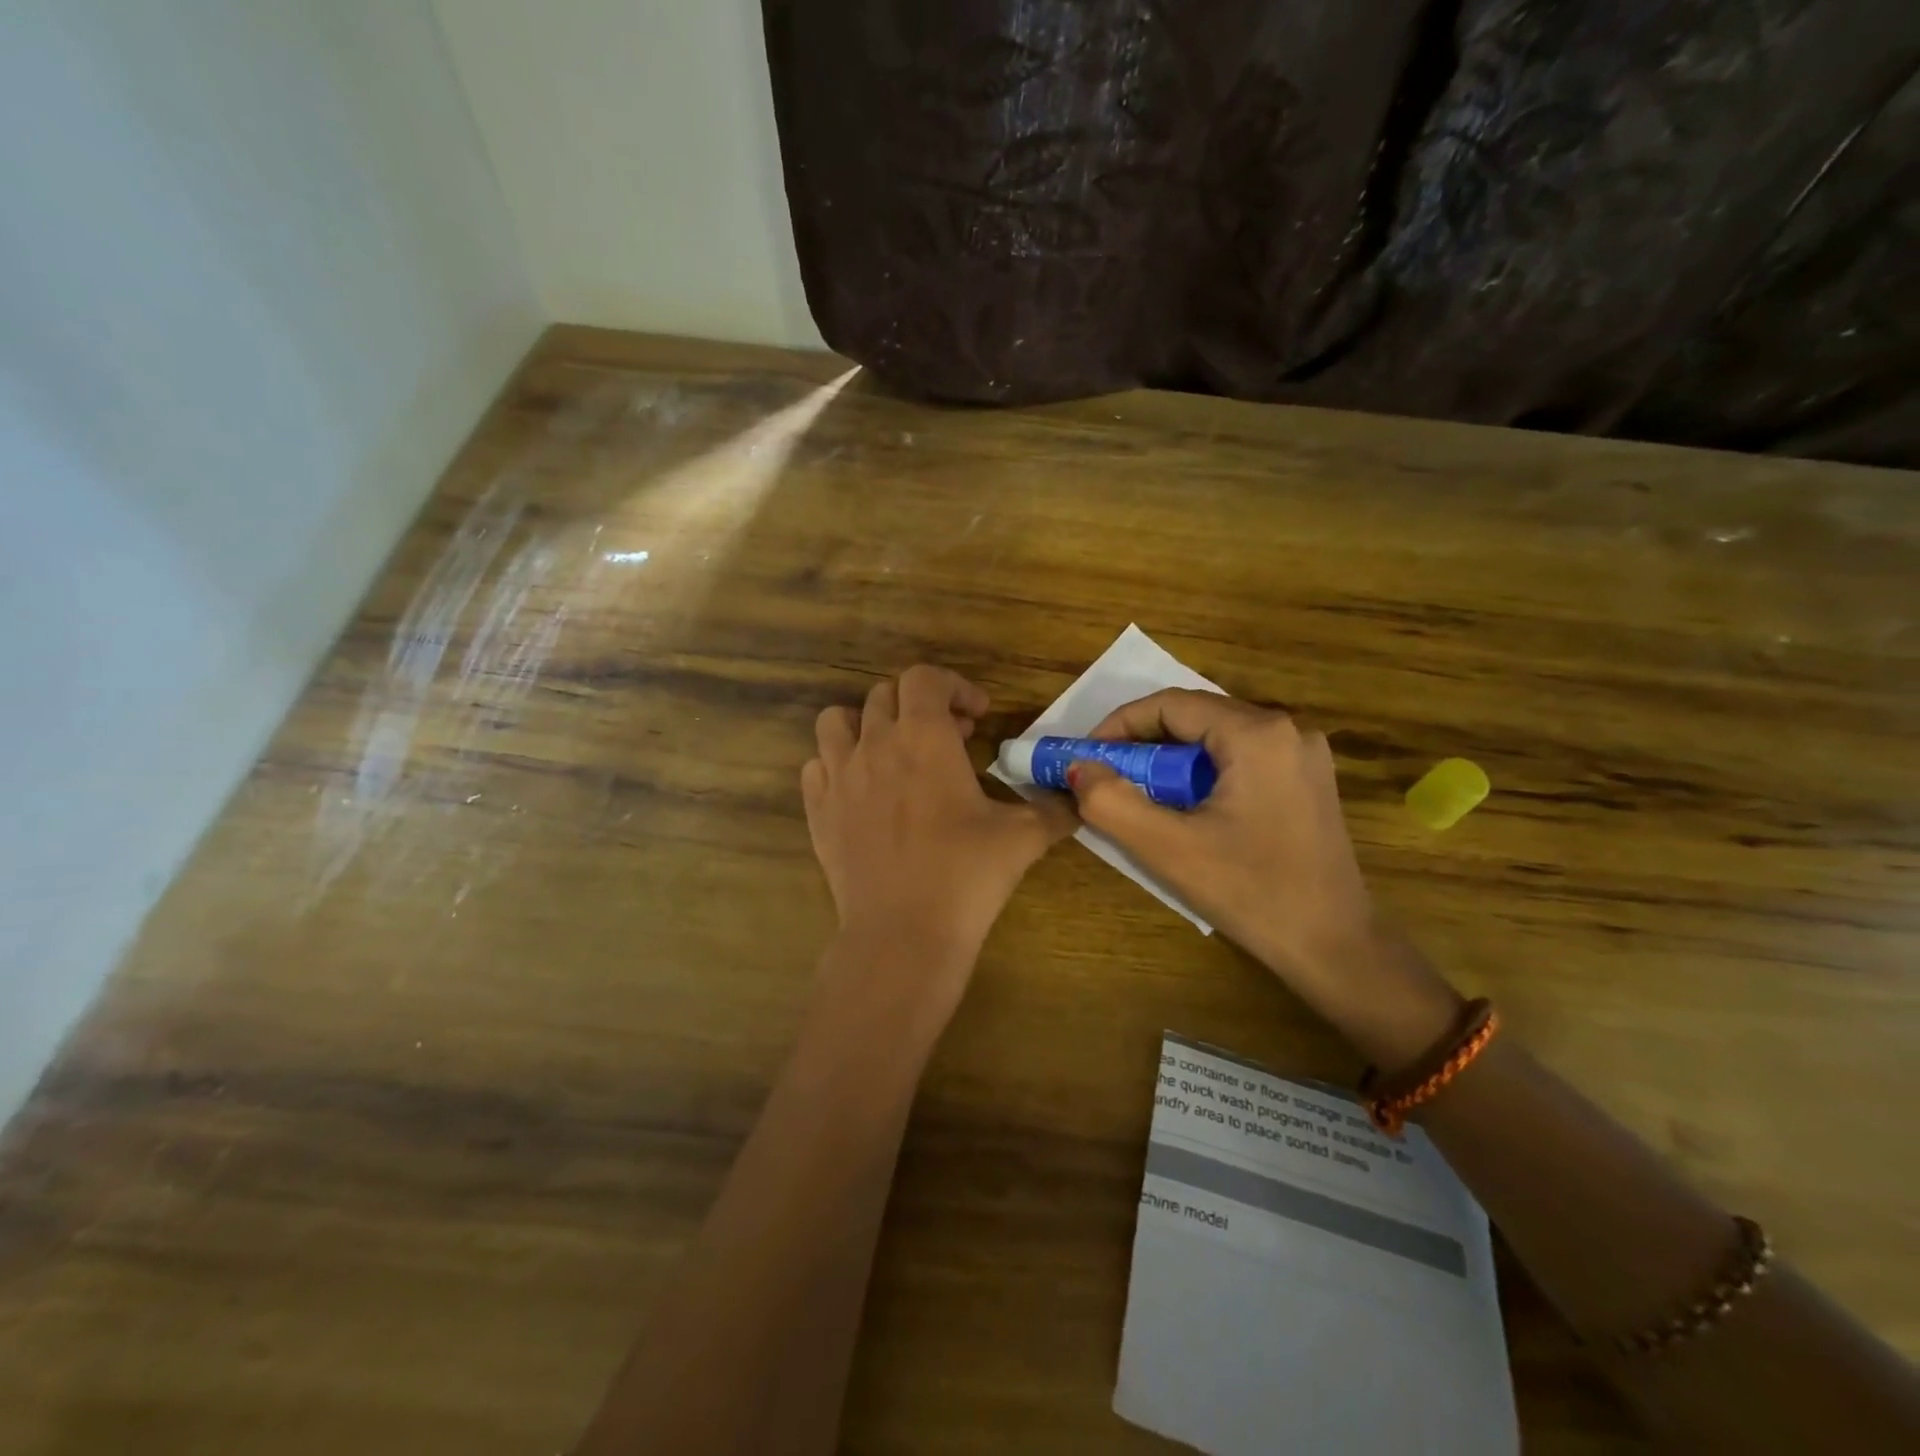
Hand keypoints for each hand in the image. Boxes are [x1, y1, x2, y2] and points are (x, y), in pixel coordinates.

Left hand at [802, 666, 1075, 1025]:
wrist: (903, 933)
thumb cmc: (966, 875)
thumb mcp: (1023, 838)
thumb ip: (1053, 809)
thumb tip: (1075, 799)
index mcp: (923, 737)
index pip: (925, 678)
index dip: (954, 687)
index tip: (978, 717)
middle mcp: (875, 744)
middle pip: (885, 694)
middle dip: (920, 706)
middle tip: (949, 740)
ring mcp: (839, 777)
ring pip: (836, 721)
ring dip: (867, 725)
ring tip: (894, 753)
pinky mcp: (818, 810)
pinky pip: (817, 766)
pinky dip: (837, 765)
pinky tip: (862, 791)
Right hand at [1068, 690, 1460, 1066]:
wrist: (1336, 947)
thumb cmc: (1251, 893)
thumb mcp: (1168, 849)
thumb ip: (1111, 802)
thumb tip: (1078, 768)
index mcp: (1257, 734)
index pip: (1170, 704)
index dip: (1119, 725)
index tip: (1086, 757)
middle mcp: (1287, 730)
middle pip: (1196, 717)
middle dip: (1144, 743)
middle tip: (1108, 777)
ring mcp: (1304, 755)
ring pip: (1217, 738)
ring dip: (1172, 760)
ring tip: (1141, 795)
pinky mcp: (1308, 781)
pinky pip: (1241, 759)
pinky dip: (1203, 773)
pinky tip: (1187, 808)